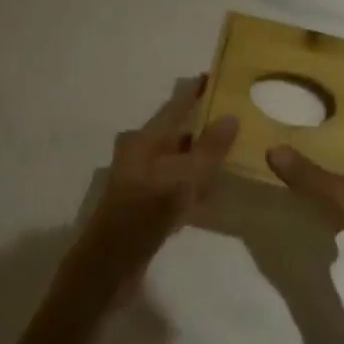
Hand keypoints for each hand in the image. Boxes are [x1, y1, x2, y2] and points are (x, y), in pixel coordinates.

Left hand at [66, 77, 237, 298]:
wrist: (108, 267)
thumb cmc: (144, 215)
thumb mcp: (182, 180)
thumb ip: (208, 150)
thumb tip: (230, 117)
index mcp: (144, 140)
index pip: (175, 105)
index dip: (195, 90)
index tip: (217, 75)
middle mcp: (140, 153)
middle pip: (176, 131)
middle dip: (203, 123)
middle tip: (235, 116)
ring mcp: (141, 179)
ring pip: (177, 159)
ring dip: (200, 155)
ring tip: (232, 150)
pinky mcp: (144, 204)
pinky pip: (174, 184)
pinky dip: (193, 183)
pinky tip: (213, 192)